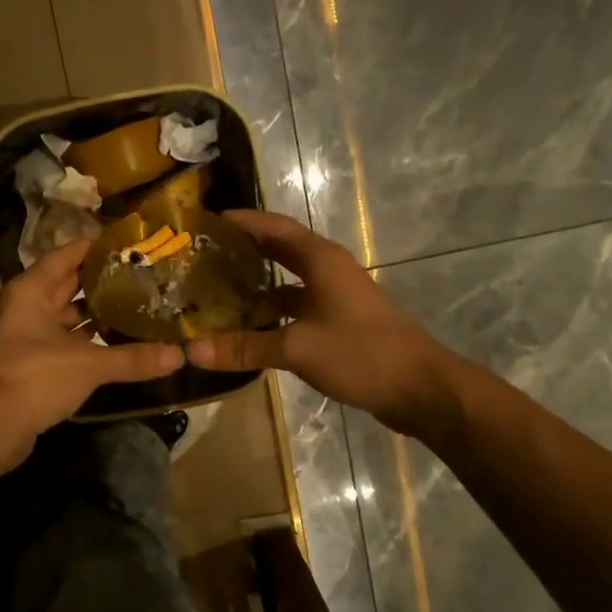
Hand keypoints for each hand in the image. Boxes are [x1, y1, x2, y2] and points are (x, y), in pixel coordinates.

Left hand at [0, 240, 182, 471]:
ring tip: (136, 307)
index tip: (130, 244)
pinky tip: (116, 343)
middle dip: (101, 282)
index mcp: (31, 291)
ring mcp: (26, 337)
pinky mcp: (32, 365)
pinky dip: (87, 342)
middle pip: (67, 285)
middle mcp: (26, 307)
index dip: (95, 248)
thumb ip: (132, 358)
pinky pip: (65, 343)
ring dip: (95, 314)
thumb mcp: (88, 363)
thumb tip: (179, 355)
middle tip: (142, 276)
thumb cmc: (35, 376)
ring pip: (66, 317)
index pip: (66, 256)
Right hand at [183, 210, 463, 440]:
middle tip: (203, 258)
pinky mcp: (339, 324)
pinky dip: (271, 315)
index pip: (273, 227)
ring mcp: (335, 298)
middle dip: (243, 252)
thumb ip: (244, 347)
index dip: (241, 222)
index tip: (206, 222)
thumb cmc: (361, 354)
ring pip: (286, 284)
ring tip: (216, 296)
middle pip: (279, 251)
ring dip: (255, 288)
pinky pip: (296, 309)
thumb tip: (191, 349)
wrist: (421, 390)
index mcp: (321, 261)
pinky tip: (248, 331)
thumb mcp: (297, 348)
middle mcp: (328, 271)